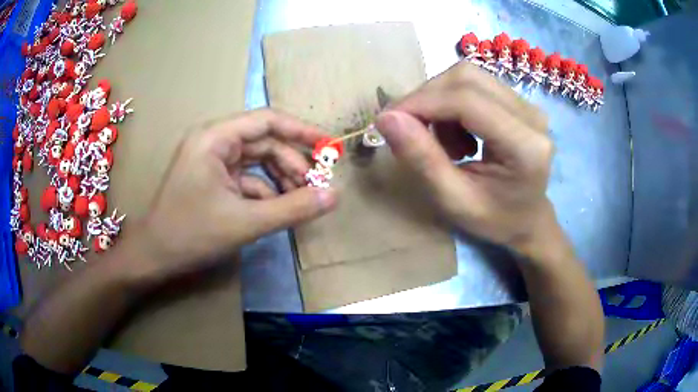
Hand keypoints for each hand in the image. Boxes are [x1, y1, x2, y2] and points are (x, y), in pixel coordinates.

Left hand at [129, 109, 337, 279]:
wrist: (154, 256)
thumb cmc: (191, 234)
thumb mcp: (246, 222)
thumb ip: (293, 208)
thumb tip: (334, 195)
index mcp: (215, 138)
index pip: (267, 121)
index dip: (301, 131)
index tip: (329, 147)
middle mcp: (214, 141)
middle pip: (264, 143)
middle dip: (292, 164)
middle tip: (317, 188)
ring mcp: (212, 161)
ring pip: (257, 162)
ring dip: (281, 179)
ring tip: (301, 201)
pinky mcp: (213, 179)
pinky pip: (247, 178)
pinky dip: (265, 192)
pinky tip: (277, 210)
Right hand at [376, 62, 554, 255]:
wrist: (528, 219)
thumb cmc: (495, 219)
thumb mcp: (454, 201)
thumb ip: (422, 159)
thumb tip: (385, 118)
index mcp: (525, 146)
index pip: (467, 101)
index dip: (422, 103)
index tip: (388, 120)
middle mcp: (531, 116)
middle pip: (466, 78)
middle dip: (427, 98)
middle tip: (409, 129)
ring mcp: (528, 105)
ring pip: (468, 77)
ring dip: (440, 102)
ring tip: (441, 141)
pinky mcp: (519, 101)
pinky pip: (475, 84)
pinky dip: (452, 104)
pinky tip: (458, 135)